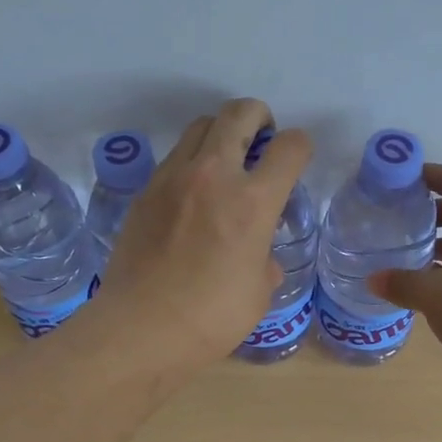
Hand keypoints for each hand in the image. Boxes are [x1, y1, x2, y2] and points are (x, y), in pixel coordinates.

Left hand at [96, 98, 311, 372]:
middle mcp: (213, 175)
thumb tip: (259, 256)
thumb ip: (265, 261)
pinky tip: (192, 196)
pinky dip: (191, 162)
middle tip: (261, 139)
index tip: (296, 161)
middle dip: (259, 117)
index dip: (301, 147)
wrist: (140, 329)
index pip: (290, 147)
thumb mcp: (258, 294)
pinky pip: (174, 158)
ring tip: (225, 163)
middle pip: (239, 112)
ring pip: (200, 126)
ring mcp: (172, 178)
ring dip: (221, 134)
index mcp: (253, 201)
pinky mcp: (145, 192)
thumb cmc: (210, 318)